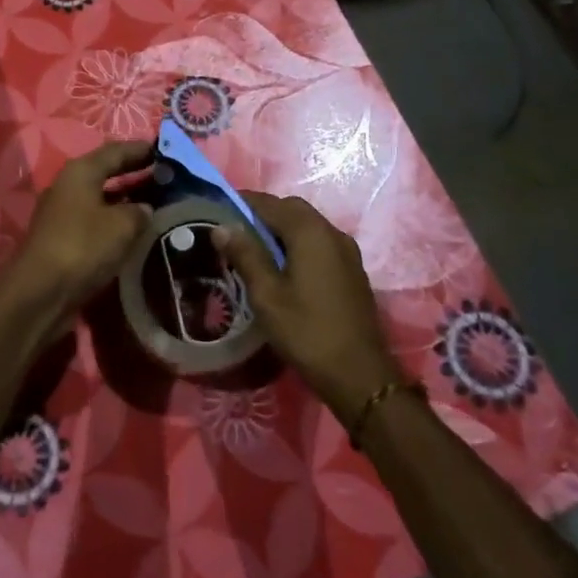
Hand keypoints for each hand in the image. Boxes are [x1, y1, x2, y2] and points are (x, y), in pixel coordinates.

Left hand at [0, 141, 154, 336]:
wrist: (40, 292)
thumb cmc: (83, 246)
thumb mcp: (122, 225)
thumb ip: (140, 211)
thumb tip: (145, 209)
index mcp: (80, 171)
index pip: (115, 151)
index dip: (140, 150)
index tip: (165, 150)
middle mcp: (68, 186)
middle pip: (106, 172)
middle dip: (134, 173)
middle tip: (165, 175)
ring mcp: (63, 213)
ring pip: (101, 198)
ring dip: (126, 199)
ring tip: (157, 203)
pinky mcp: (63, 239)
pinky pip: (96, 220)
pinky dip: (115, 221)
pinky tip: (135, 231)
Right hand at [212, 191, 400, 426]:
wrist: (360, 375)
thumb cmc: (307, 332)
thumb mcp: (267, 295)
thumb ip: (245, 255)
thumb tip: (222, 227)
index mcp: (310, 232)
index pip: (270, 203)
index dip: (243, 203)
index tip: (218, 210)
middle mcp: (332, 232)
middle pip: (292, 210)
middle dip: (263, 215)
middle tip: (235, 233)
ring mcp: (346, 251)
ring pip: (308, 226)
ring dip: (281, 230)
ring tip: (254, 251)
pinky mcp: (352, 270)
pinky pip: (320, 243)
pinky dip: (298, 244)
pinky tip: (283, 268)